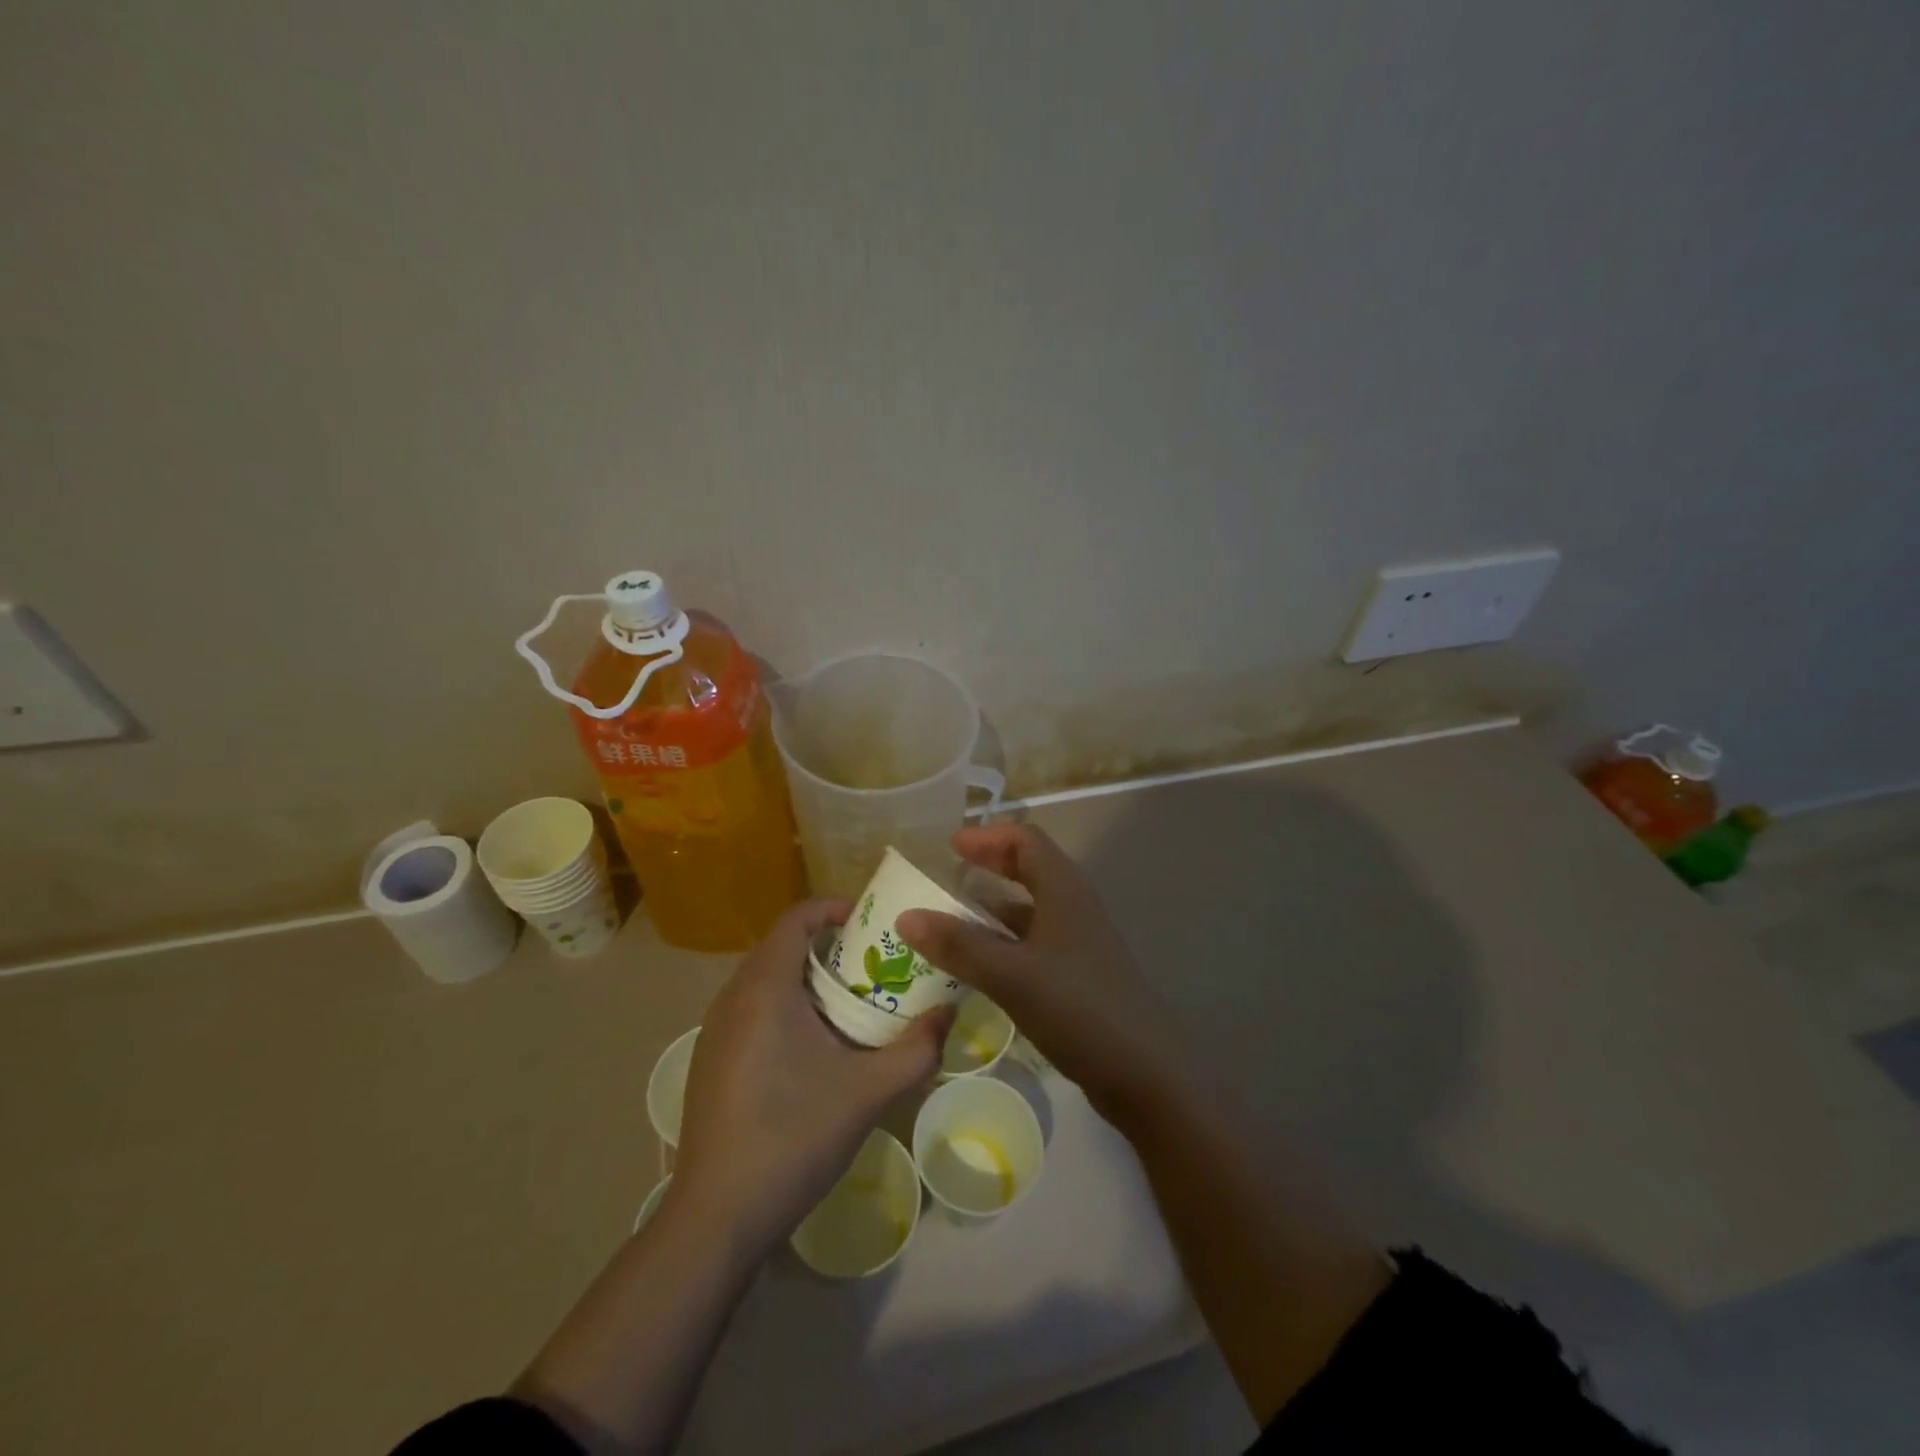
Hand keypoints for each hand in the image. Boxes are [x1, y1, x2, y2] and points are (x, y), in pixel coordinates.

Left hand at [668, 899, 951, 1253]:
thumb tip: (949, 1012)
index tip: (872, 923)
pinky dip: (786, 1007)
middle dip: (830, 947)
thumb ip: (917, 1048)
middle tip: (874, 967)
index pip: (796, 918)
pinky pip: (752, 1010)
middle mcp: (733, 997)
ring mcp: (715, 1030)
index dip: (834, 908)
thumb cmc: (793, 1136)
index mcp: (765, 987)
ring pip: (766, 980)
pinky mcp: (711, 1061)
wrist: (717, 1217)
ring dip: (808, 979)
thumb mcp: (869, 1091)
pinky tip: (815, 1050)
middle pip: (783, 946)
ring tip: (852, 1005)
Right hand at [896, 825, 1185, 1126]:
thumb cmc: (1079, 1008)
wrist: (1145, 1072)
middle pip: (1029, 870)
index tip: (950, 846)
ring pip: (1030, 911)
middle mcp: (1073, 908)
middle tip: (948, 875)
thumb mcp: (1012, 975)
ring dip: (993, 909)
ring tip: (950, 921)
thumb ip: (960, 945)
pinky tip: (978, 967)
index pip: (1026, 841)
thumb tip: (906, 916)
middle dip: (989, 867)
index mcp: (1064, 891)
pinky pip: (1033, 945)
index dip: (988, 837)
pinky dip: (1003, 944)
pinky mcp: (1078, 977)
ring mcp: (1078, 944)